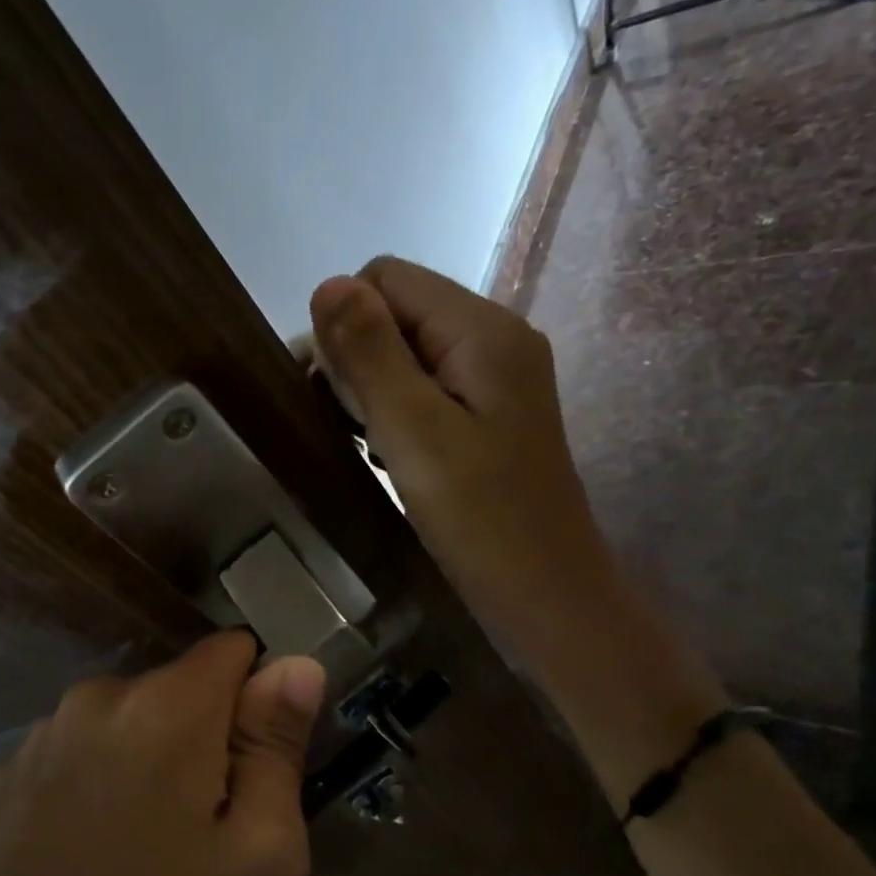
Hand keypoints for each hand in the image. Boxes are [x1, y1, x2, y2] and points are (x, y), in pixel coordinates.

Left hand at [0, 631, 325, 875]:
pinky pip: (76, 749)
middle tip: (203, 824)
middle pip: (178, 687)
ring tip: (142, 843)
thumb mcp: (262, 855)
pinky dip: (95, 778)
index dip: (257, 697)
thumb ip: (279, 745)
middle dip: (203, 734)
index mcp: (167, 705)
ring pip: (126, 717)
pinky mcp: (4, 772)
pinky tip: (87, 849)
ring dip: (146, 755)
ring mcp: (42, 732)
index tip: (254, 761)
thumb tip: (297, 665)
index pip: (233, 649)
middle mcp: (98, 695)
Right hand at [310, 257, 614, 648]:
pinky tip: (390, 451)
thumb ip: (369, 353)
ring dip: (373, 387)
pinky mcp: (491, 412)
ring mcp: (497, 377)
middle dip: (357, 357)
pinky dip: (396, 409)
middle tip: (348, 423)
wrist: (548, 596)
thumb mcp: (413, 431)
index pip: (386, 278)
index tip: (328, 388)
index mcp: (482, 329)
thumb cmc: (480, 518)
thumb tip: (327, 282)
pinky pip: (427, 385)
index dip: (343, 323)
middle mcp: (496, 337)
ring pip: (408, 350)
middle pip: (398, 310)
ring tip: (367, 441)